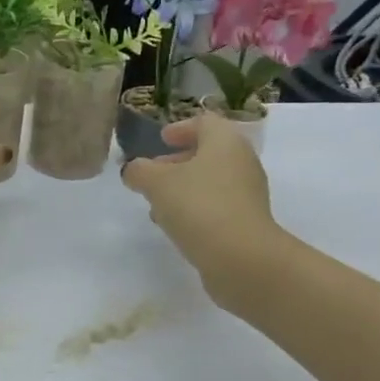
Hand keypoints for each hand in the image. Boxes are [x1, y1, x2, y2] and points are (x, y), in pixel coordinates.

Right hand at [121, 113, 280, 297]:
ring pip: (211, 182)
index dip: (180, 128)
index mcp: (225, 141)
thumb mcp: (157, 183)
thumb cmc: (198, 206)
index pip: (204, 122)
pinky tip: (174, 225)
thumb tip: (132, 170)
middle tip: (153, 173)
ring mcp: (247, 194)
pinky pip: (216, 206)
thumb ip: (139, 171)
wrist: (241, 258)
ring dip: (183, 188)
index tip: (161, 139)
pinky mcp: (247, 222)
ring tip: (156, 204)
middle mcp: (242, 162)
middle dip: (177, 162)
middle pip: (208, 152)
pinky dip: (195, 208)